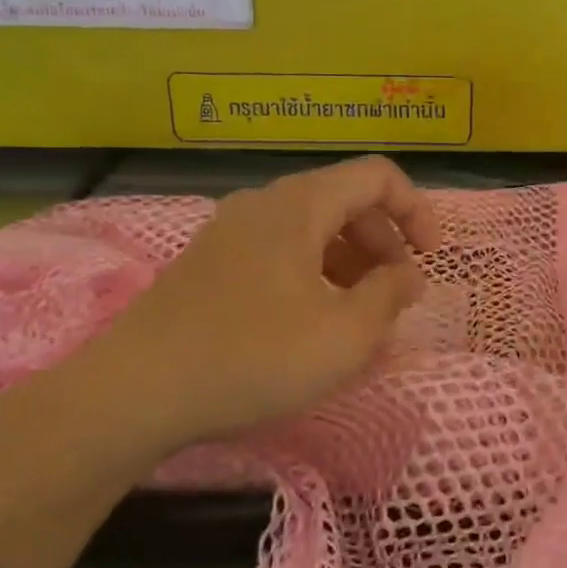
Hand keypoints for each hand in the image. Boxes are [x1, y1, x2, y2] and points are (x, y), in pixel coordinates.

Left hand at [62, 156, 441, 458]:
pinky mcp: (210, 262)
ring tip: (359, 314)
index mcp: (300, 204)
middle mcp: (264, 203)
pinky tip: (311, 322)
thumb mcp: (343, 335)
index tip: (431, 259)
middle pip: (344, 199)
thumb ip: (389, 296)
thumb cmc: (252, 357)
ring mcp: (231, 231)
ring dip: (349, 260)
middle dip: (384, 241)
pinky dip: (313, 273)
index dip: (417, 210)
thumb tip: (407, 275)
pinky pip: (279, 250)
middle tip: (396, 293)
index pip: (377, 176)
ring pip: (311, 228)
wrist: (135, 391)